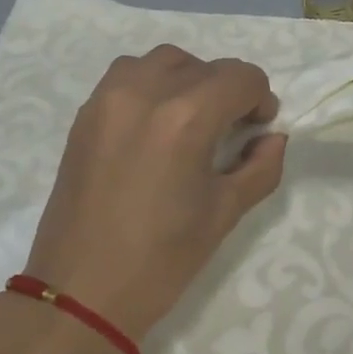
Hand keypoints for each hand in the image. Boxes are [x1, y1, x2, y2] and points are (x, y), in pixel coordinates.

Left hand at [25, 44, 287, 342]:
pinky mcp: (87, 113)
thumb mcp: (226, 213)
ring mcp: (109, 98)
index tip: (259, 130)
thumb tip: (272, 138)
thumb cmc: (161, 259)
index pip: (242, 77)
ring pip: (165, 61)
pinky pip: (129, 74)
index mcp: (186, 117)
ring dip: (190, 79)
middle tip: (231, 132)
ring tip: (192, 120)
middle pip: (207, 66)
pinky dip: (153, 83)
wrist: (80, 292)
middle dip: (229, 92)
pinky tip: (156, 123)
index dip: (261, 99)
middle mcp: (146, 92)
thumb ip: (261, 166)